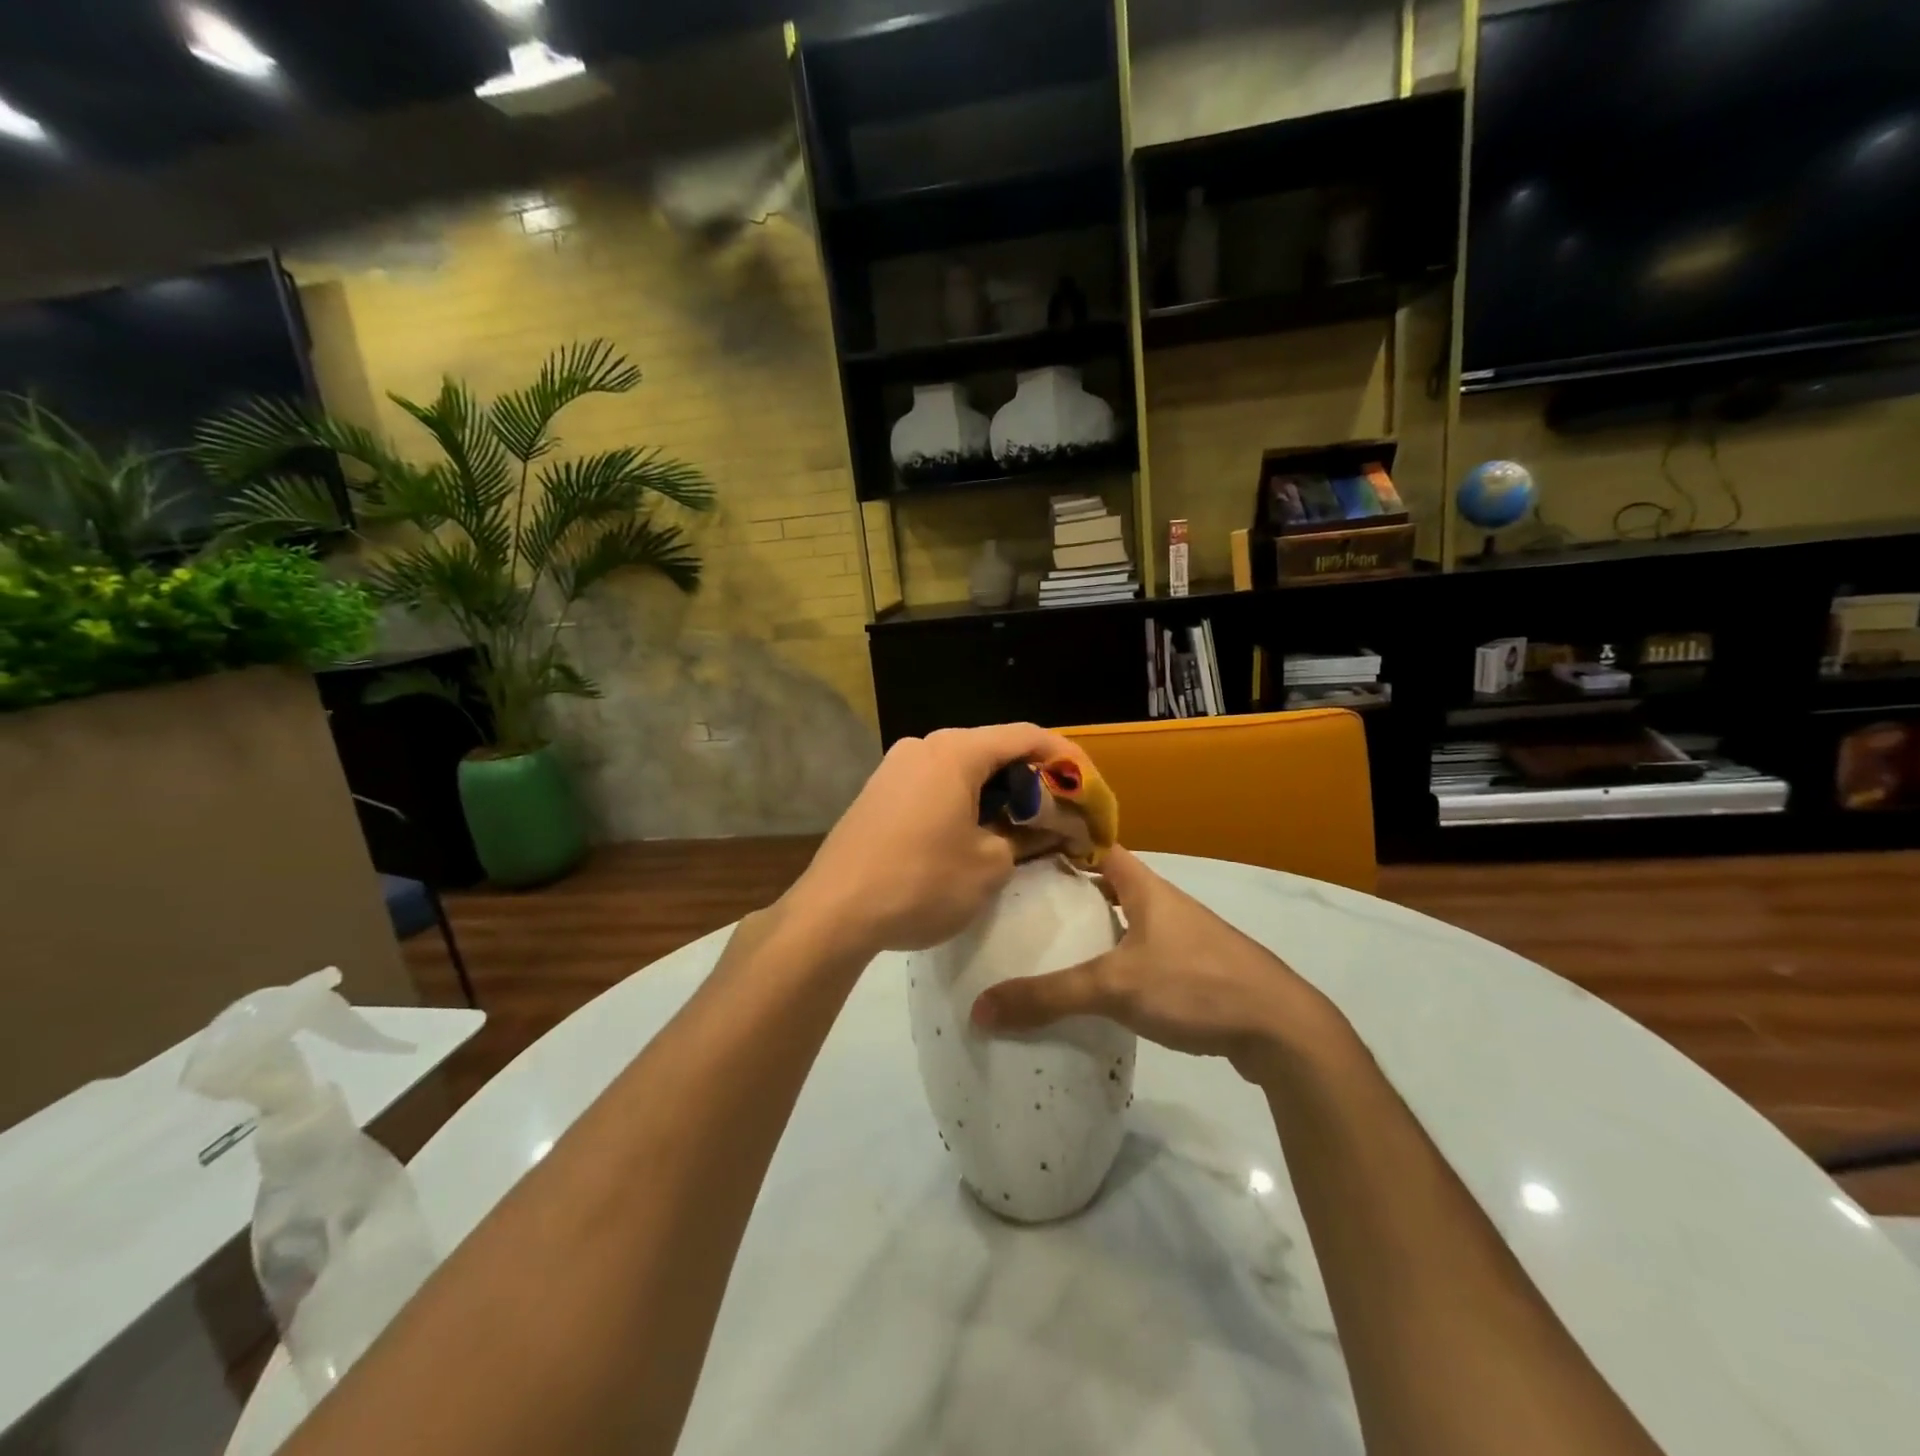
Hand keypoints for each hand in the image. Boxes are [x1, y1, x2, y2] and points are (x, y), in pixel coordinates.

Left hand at [785, 723, 1088, 957]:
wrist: (834, 911)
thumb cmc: (922, 883)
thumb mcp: (989, 866)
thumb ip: (1022, 835)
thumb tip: (1037, 826)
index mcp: (956, 752)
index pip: (1025, 736)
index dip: (1064, 756)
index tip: (1087, 784)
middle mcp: (923, 746)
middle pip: (992, 749)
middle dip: (1029, 778)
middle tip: (1056, 812)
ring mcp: (894, 767)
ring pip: (960, 768)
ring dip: (994, 791)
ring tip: (1018, 826)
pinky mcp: (877, 792)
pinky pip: (933, 784)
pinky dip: (962, 800)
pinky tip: (971, 833)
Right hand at [969, 846, 1342, 1081]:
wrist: (1282, 1031)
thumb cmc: (1196, 985)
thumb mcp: (1115, 987)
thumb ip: (1049, 997)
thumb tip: (980, 1009)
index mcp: (1146, 887)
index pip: (1098, 846)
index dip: (1063, 841)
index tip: (1022, 848)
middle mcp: (1164, 904)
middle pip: (1109, 884)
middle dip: (1069, 889)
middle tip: (1022, 902)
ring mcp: (1183, 938)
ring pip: (1126, 920)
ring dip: (1093, 927)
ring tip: (1047, 943)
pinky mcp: (1195, 971)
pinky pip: (1142, 953)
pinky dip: (1115, 959)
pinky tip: (1094, 987)